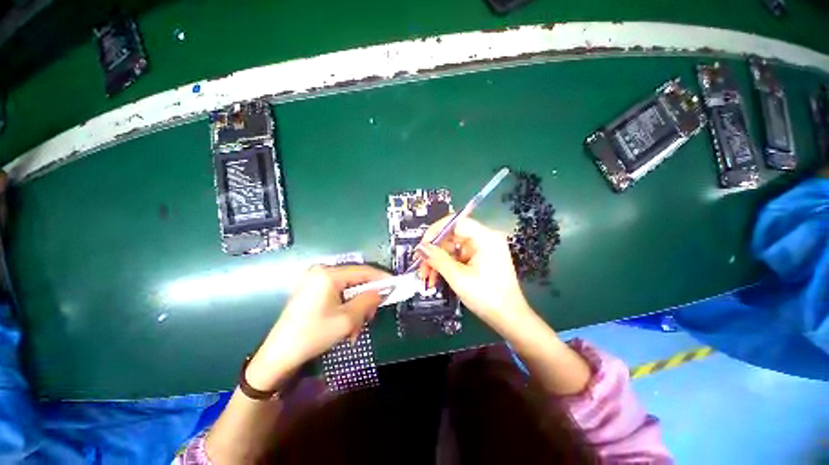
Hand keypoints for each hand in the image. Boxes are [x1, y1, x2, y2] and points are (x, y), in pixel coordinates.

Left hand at [246, 264, 388, 390]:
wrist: (278, 356)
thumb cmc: (313, 335)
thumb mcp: (347, 319)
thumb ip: (368, 300)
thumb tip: (383, 290)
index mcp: (328, 274)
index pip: (363, 271)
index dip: (382, 278)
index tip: (396, 284)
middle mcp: (321, 271)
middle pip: (356, 280)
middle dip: (366, 299)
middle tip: (371, 317)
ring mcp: (315, 280)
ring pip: (348, 289)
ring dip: (356, 308)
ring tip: (354, 330)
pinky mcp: (312, 290)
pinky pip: (337, 294)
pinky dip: (345, 308)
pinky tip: (345, 327)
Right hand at [416, 216, 534, 337]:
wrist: (509, 319)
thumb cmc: (487, 297)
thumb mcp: (458, 277)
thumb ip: (437, 259)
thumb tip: (420, 247)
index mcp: (485, 238)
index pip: (456, 222)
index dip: (436, 231)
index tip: (422, 245)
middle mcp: (485, 239)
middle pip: (452, 236)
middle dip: (434, 252)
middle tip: (421, 266)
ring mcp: (482, 249)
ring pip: (452, 248)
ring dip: (437, 261)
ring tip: (426, 277)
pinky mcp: (479, 259)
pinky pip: (458, 257)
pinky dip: (446, 266)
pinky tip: (436, 278)